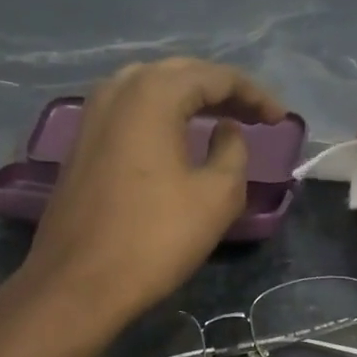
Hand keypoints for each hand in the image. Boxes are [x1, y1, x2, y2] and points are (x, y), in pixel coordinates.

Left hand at [22, 58, 286, 326]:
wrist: (77, 283)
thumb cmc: (154, 238)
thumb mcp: (216, 196)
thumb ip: (233, 151)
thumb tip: (227, 130)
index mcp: (153, 94)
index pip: (215, 77)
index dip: (254, 95)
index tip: (280, 119)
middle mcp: (119, 90)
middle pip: (181, 73)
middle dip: (223, 90)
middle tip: (256, 116)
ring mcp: (93, 114)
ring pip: (152, 86)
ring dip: (190, 97)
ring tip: (221, 118)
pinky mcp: (81, 140)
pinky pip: (130, 108)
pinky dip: (162, 112)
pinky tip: (178, 134)